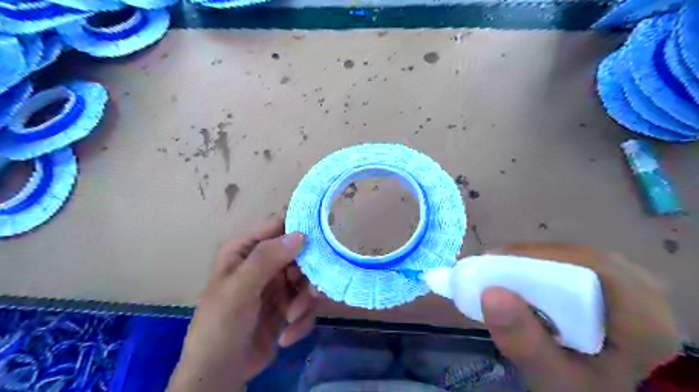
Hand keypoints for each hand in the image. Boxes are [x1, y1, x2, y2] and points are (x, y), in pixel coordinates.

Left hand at [166, 219, 316, 389]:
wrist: (219, 375)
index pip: (279, 226)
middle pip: (302, 254)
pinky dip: (302, 321)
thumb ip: (266, 259)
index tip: (329, 229)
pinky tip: (286, 336)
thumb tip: (301, 234)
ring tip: (291, 319)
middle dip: (308, 275)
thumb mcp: (238, 289)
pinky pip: (308, 303)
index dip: (303, 224)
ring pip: (309, 280)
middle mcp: (265, 263)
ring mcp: (278, 285)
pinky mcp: (288, 306)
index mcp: (247, 250)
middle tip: (309, 292)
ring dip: (305, 302)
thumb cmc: (220, 325)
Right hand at [479, 244, 680, 389]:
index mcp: (647, 326)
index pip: (598, 269)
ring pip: (582, 257)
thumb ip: (524, 342)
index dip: (544, 256)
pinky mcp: (619, 288)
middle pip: (587, 259)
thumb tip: (491, 293)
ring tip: (503, 267)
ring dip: (538, 259)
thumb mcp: (548, 376)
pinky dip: (546, 265)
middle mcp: (651, 301)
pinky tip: (525, 274)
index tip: (496, 260)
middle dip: (536, 258)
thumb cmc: (574, 388)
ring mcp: (637, 291)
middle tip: (495, 265)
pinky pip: (580, 263)